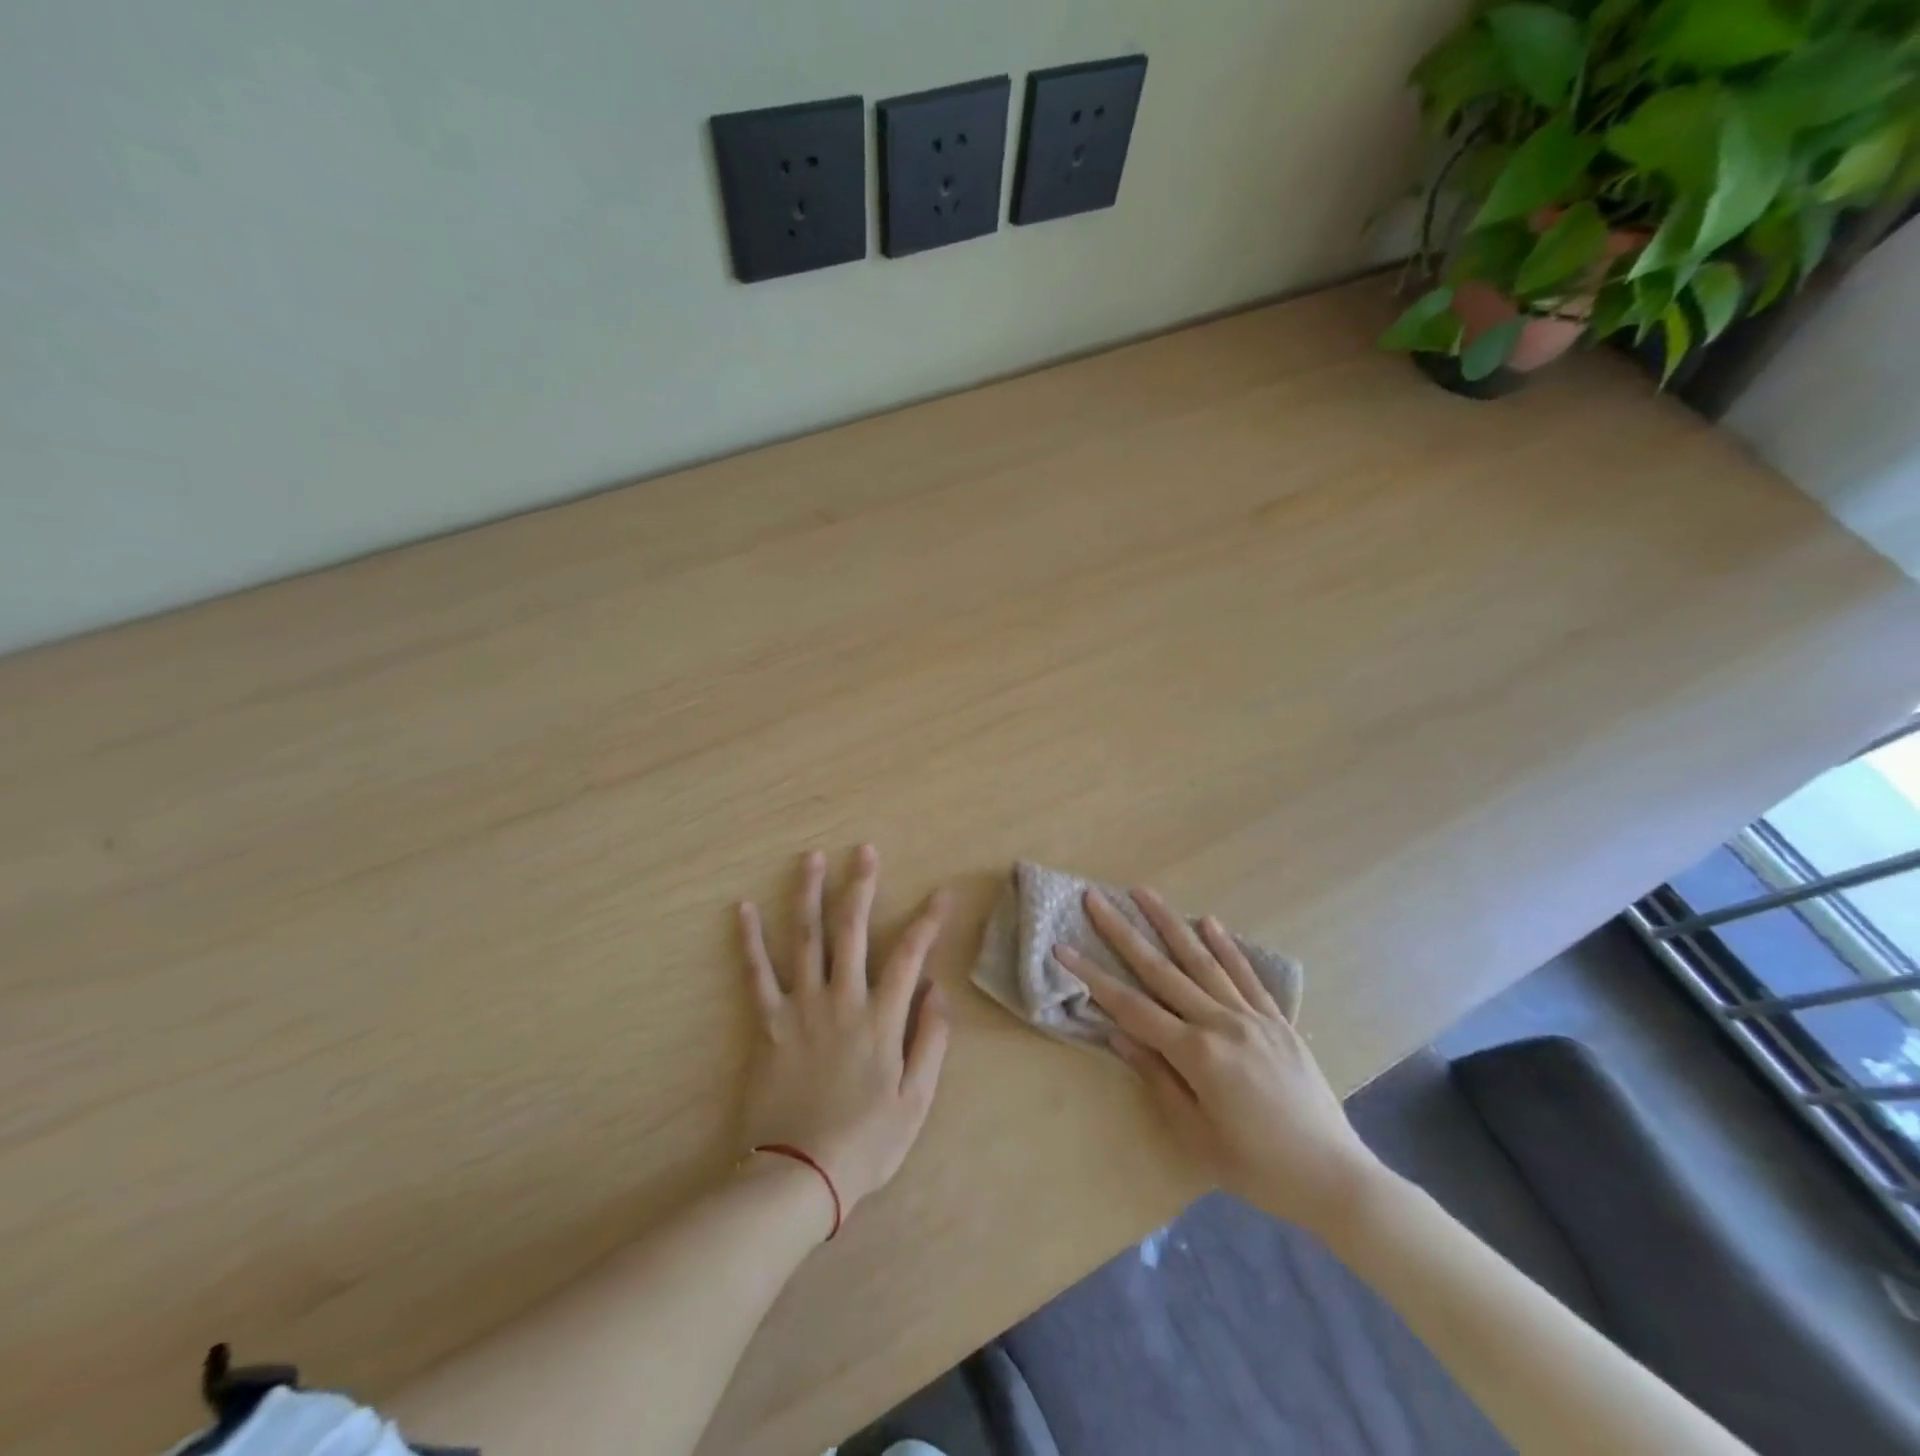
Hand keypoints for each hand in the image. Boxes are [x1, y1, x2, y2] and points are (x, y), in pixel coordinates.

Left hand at [737, 846, 950, 1223]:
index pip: (910, 955)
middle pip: (853, 930)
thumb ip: (930, 1040)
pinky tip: (743, 908)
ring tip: (812, 858)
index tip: (942, 893)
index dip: (928, 921)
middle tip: (865, 851)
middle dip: (861, 886)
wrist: (798, 1175)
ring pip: (806, 938)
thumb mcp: (916, 1100)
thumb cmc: (866, 1142)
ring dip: (809, 894)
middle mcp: (841, 999)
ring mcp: (800, 1006)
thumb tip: (937, 989)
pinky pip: (756, 973)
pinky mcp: (766, 1022)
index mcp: (881, 1018)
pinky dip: (749, 939)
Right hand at [1055, 887, 1383, 1237]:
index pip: (1131, 1007)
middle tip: (1096, 898)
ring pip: (1202, 960)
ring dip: (1170, 923)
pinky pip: (1247, 975)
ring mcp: (1253, 1017)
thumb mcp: (1196, 1135)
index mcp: (1197, 1055)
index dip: (1093, 977)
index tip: (1063, 948)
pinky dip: (1227, 947)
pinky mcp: (1278, 1020)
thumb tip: (1118, 1035)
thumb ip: (1157, 1079)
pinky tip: (1209, 921)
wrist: (1334, 1179)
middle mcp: (1222, 1024)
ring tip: (1144, 892)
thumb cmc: (1257, 1167)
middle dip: (1123, 932)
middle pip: (1161, 970)